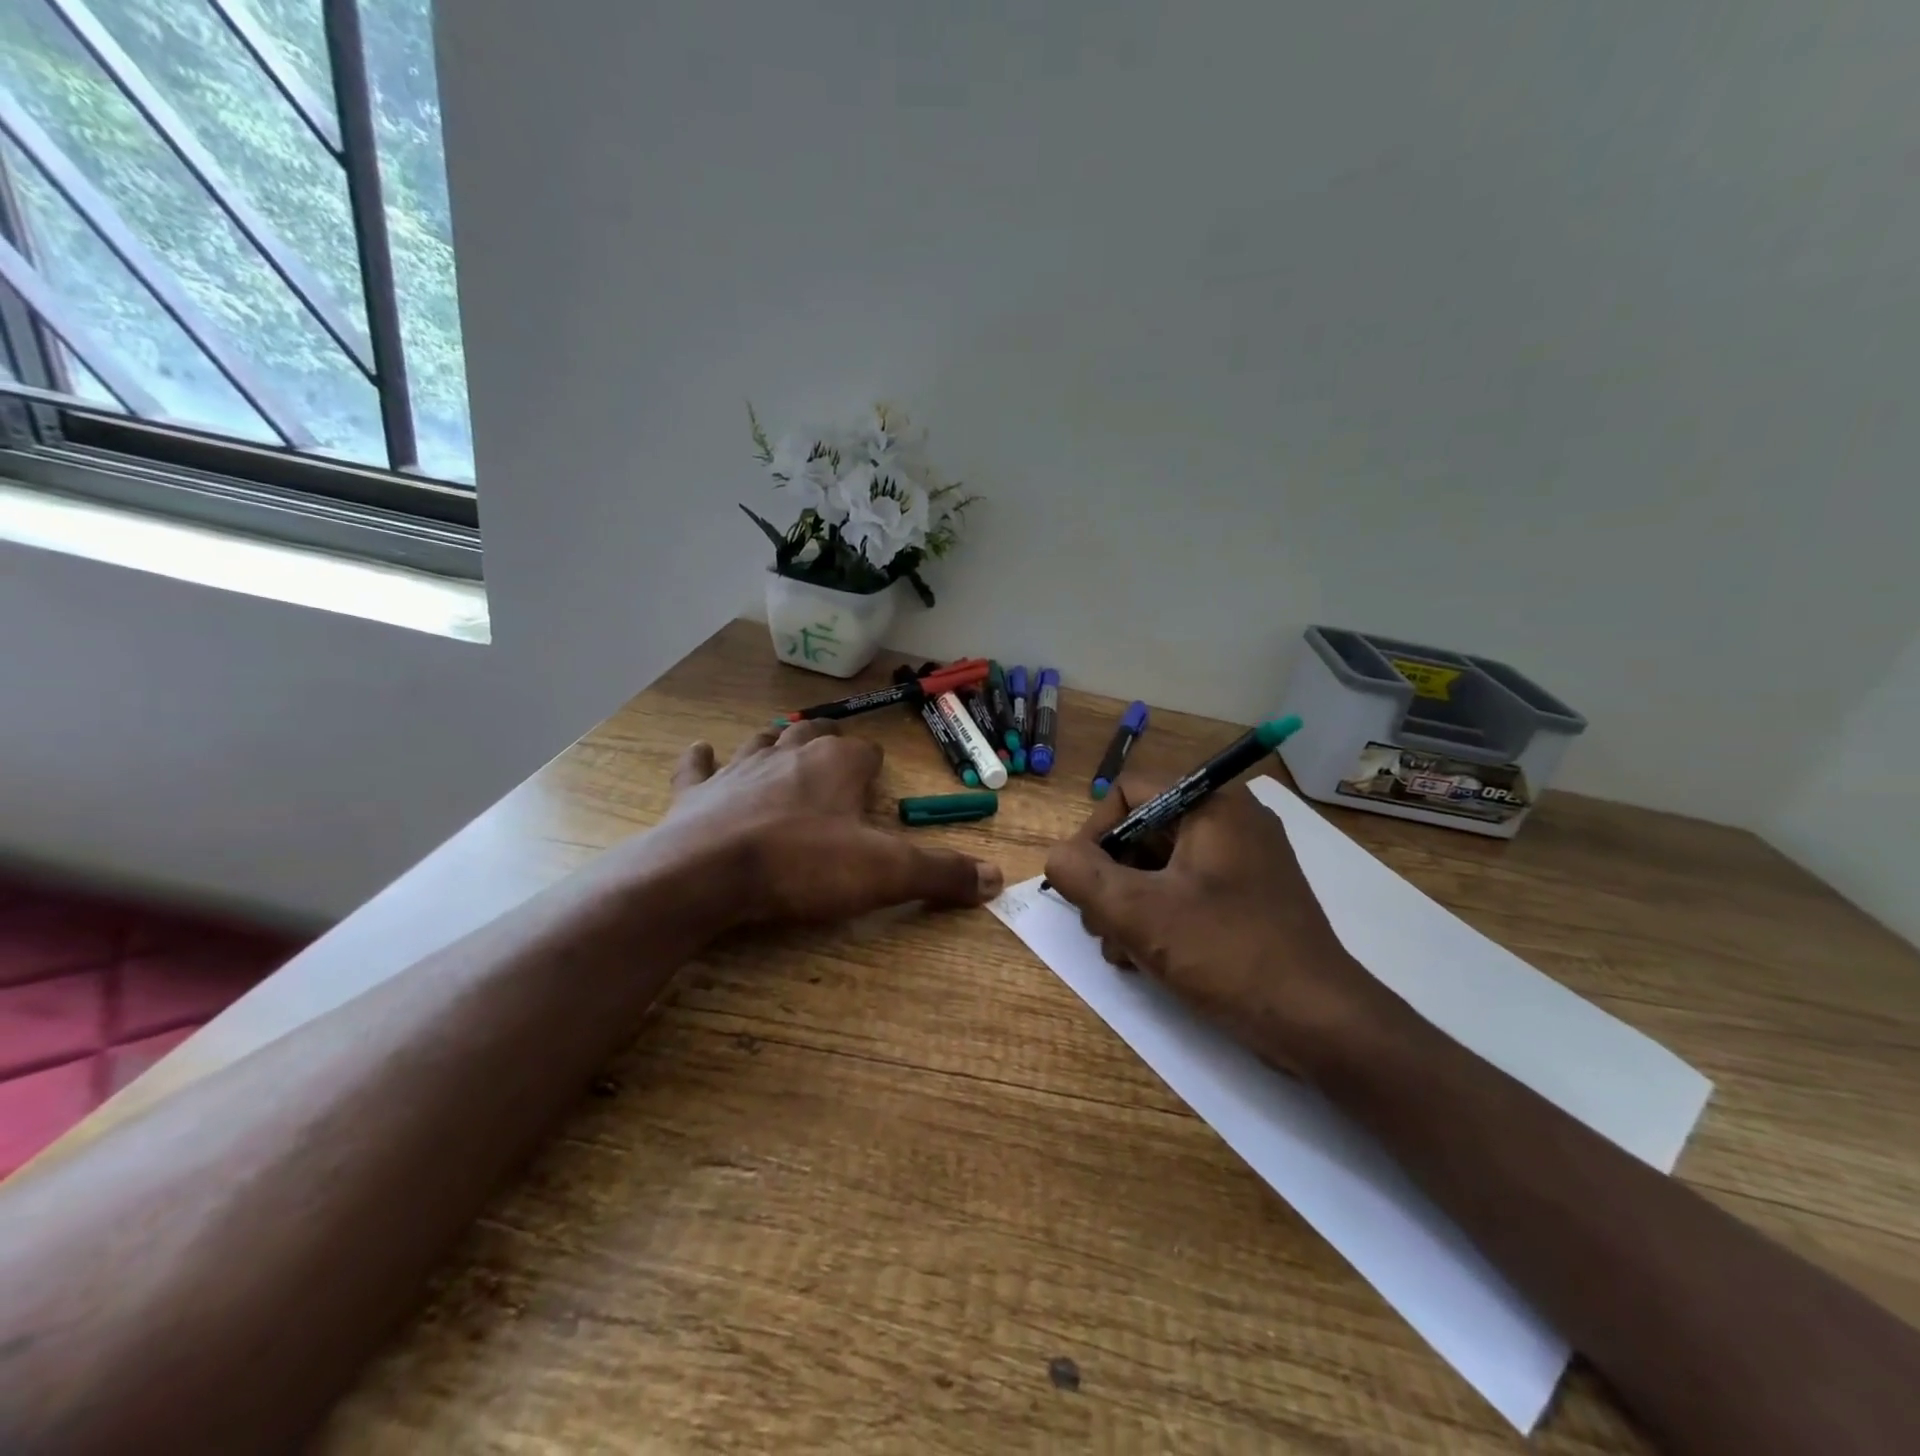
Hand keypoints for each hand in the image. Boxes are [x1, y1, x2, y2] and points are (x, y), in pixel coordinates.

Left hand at [662, 719, 1002, 925]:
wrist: (708, 873)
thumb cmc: (803, 865)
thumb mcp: (885, 873)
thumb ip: (941, 873)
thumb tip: (996, 879)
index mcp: (837, 764)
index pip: (867, 752)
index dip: (875, 767)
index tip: (878, 784)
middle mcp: (789, 754)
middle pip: (815, 736)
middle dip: (829, 744)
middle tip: (836, 760)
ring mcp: (738, 769)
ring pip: (762, 742)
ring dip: (774, 744)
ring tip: (782, 749)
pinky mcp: (696, 793)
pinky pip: (698, 766)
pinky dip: (701, 760)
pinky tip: (701, 751)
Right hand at [1042, 775, 1404, 1079]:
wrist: (1320, 1023)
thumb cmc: (1227, 953)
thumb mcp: (1138, 913)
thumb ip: (1082, 875)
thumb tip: (1058, 858)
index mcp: (1212, 806)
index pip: (1129, 790)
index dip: (1094, 832)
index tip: (1083, 882)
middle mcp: (1232, 821)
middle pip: (1143, 829)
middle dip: (1109, 878)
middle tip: (1098, 926)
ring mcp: (1246, 860)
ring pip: (1162, 864)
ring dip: (1129, 903)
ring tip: (1121, 952)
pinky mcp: (1252, 897)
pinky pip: (1188, 889)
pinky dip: (1160, 916)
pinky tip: (1147, 959)